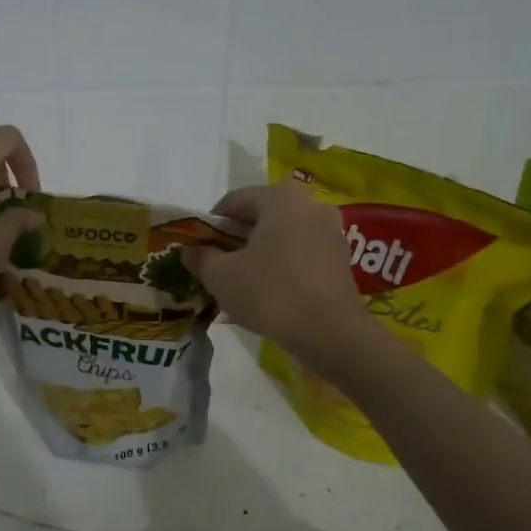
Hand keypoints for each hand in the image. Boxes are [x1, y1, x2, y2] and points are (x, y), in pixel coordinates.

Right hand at [182, 184, 365, 359]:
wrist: (329, 332)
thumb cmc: (270, 293)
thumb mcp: (221, 277)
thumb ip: (201, 258)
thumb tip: (189, 251)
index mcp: (280, 198)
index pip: (235, 200)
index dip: (211, 223)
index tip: (199, 246)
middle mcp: (310, 205)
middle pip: (262, 215)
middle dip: (237, 236)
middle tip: (218, 262)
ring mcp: (331, 231)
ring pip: (283, 234)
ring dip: (260, 250)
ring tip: (242, 278)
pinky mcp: (341, 259)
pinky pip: (301, 252)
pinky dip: (282, 264)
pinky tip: (269, 289)